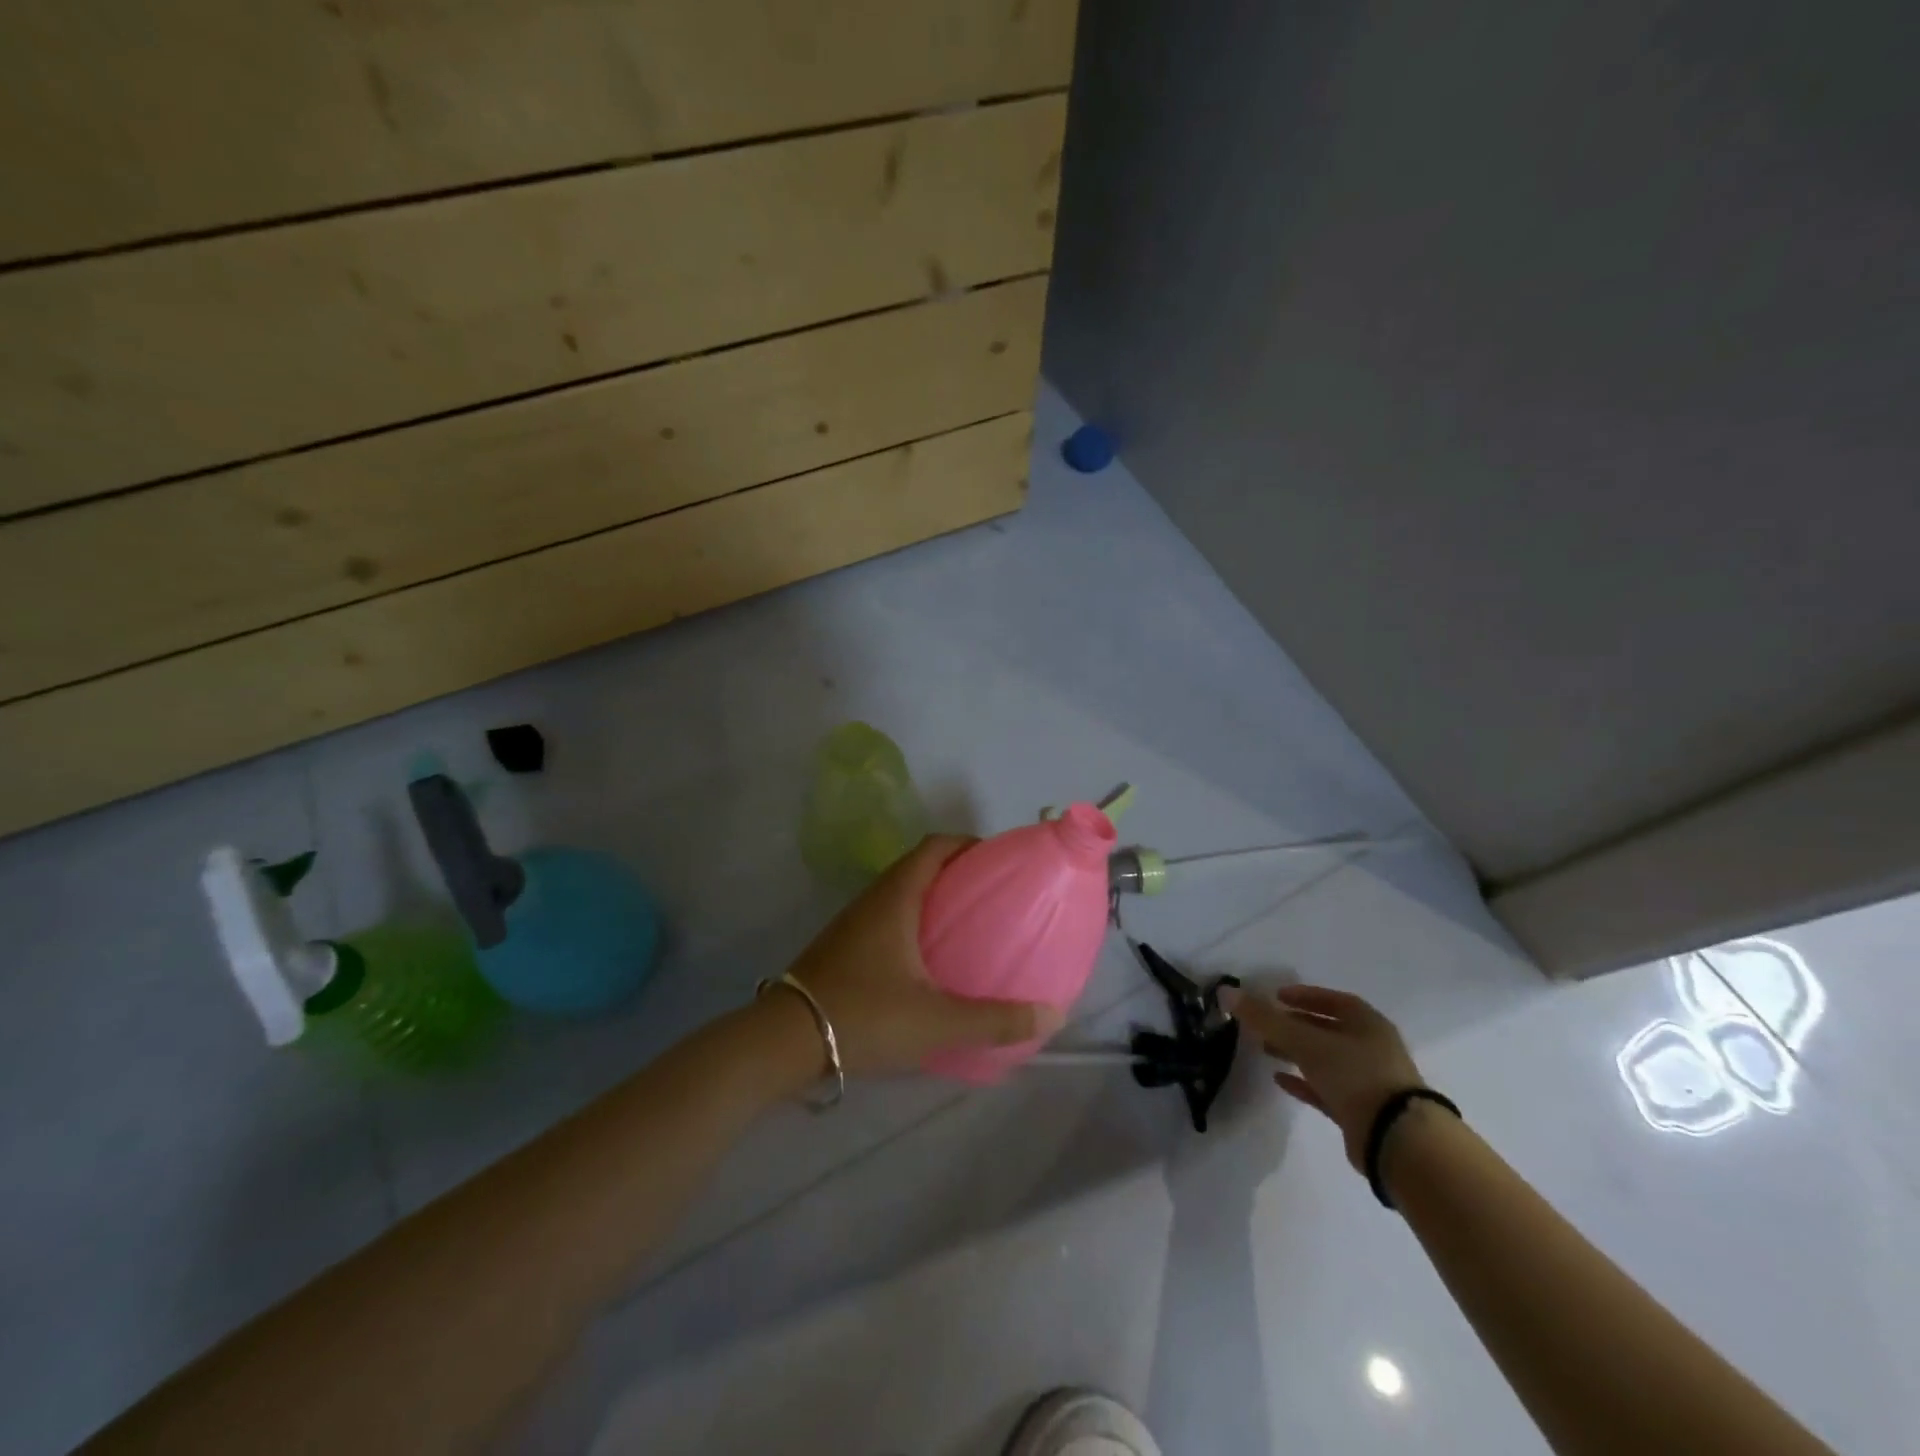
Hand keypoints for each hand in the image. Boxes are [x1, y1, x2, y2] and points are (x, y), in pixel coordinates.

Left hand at [783, 834, 1066, 1076]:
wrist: (783, 1041)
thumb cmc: (863, 1016)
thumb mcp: (936, 1022)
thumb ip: (995, 1020)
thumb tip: (1053, 1015)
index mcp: (896, 897)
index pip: (935, 846)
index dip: (968, 844)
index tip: (999, 862)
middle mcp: (874, 899)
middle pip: (920, 866)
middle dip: (958, 873)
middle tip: (994, 898)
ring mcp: (853, 923)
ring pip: (901, 893)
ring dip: (934, 899)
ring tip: (969, 926)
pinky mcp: (842, 947)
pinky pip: (887, 918)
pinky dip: (914, 923)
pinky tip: (930, 961)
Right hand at [1223, 983, 1426, 1170]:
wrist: (1397, 1140)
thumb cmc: (1354, 1075)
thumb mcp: (1304, 1040)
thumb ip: (1264, 1018)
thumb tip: (1225, 991)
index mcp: (1367, 1023)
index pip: (1333, 1001)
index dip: (1304, 996)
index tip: (1276, 996)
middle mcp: (1371, 1048)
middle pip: (1327, 1029)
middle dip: (1294, 1025)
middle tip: (1264, 1024)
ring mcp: (1368, 1081)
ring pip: (1325, 1059)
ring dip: (1296, 1053)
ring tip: (1265, 1049)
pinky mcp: (1361, 1111)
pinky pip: (1326, 1089)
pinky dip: (1303, 1082)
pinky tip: (1279, 1081)